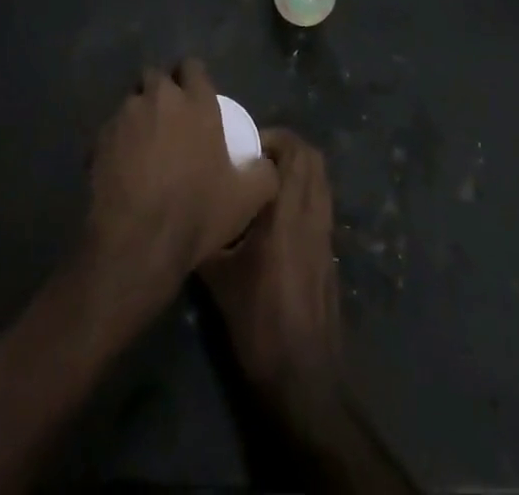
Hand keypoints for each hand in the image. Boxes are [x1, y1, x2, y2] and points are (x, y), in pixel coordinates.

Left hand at [83, 59, 278, 315]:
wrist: (138, 242)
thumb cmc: (197, 212)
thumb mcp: (247, 198)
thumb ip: (263, 172)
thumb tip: (265, 161)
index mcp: (197, 102)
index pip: (192, 66)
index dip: (193, 78)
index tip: (195, 96)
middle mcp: (160, 97)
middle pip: (157, 76)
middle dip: (162, 90)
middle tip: (170, 118)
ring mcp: (125, 115)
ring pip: (132, 99)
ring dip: (139, 113)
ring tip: (144, 142)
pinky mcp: (99, 137)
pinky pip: (111, 129)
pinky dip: (117, 140)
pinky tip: (123, 166)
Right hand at [200, 128, 341, 397]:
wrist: (302, 378)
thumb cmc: (259, 322)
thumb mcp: (219, 278)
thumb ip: (208, 235)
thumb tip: (190, 211)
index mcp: (288, 212)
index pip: (295, 152)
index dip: (273, 139)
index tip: (245, 147)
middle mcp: (313, 215)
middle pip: (313, 159)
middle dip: (286, 148)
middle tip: (254, 158)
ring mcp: (326, 235)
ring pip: (320, 181)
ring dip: (297, 171)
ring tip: (262, 183)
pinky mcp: (329, 255)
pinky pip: (321, 204)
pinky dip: (304, 194)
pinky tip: (275, 218)